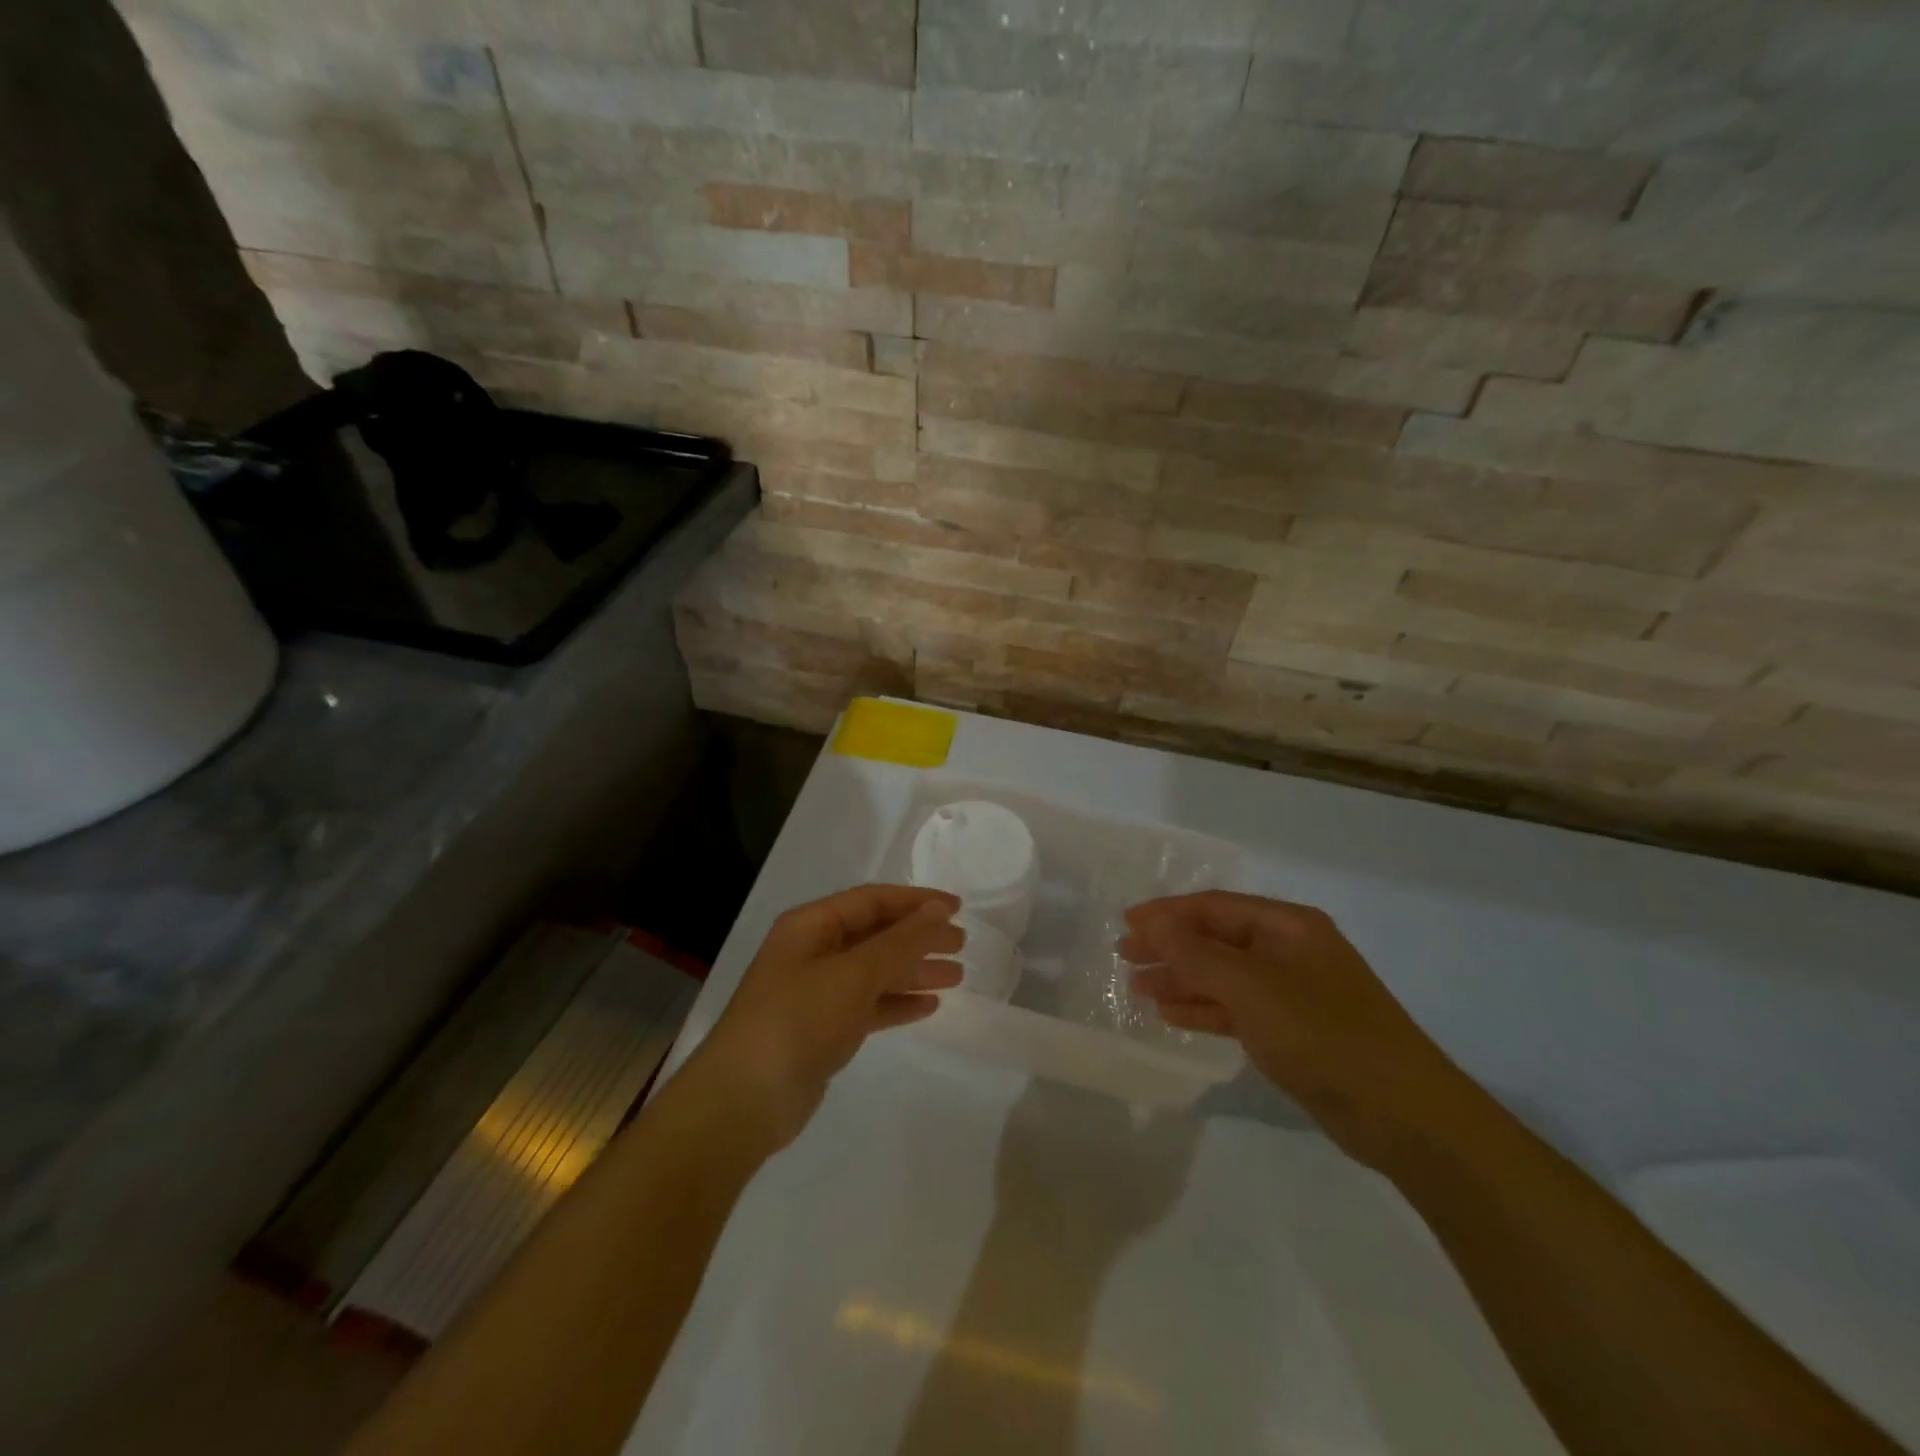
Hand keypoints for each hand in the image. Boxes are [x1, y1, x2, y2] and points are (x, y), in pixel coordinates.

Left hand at [692, 884, 962, 1149]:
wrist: (743, 1102)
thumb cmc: (798, 1020)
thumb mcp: (854, 973)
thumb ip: (901, 941)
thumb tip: (939, 910)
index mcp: (811, 926)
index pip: (872, 900)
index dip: (916, 902)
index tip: (958, 909)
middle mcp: (812, 952)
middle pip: (875, 935)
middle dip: (918, 937)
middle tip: (961, 945)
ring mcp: (815, 993)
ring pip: (874, 972)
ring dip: (913, 971)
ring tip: (957, 976)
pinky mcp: (821, 1031)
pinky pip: (867, 1006)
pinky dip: (896, 1003)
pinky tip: (928, 1007)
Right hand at [1121, 891, 1472, 1167]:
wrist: (1405, 1117)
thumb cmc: (1325, 1035)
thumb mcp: (1252, 989)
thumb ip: (1197, 954)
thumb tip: (1152, 923)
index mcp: (1288, 926)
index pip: (1214, 907)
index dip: (1167, 914)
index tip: (1126, 925)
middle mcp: (1289, 951)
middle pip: (1217, 939)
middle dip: (1170, 946)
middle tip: (1125, 958)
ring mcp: (1292, 993)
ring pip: (1223, 976)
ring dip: (1181, 979)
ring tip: (1137, 988)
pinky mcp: (1292, 1032)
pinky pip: (1236, 1009)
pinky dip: (1203, 1008)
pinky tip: (1170, 1013)